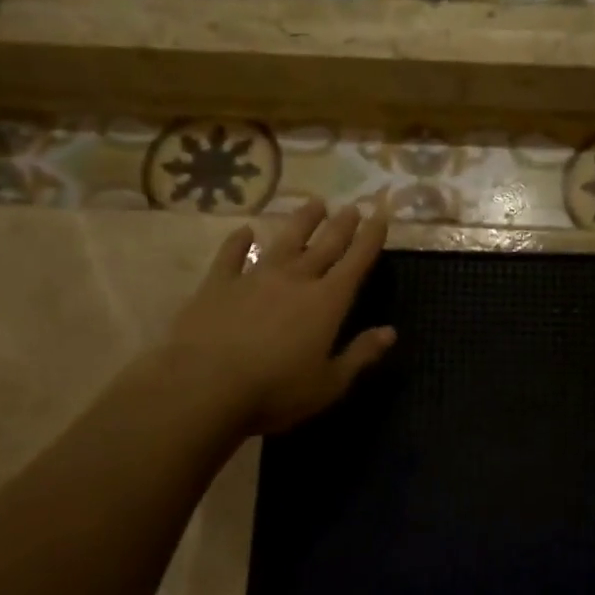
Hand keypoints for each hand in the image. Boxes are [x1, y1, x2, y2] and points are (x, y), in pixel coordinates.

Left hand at [161, 199, 394, 435]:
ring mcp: (254, 277)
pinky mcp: (218, 284)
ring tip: (315, 203)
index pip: (356, 262)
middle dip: (342, 225)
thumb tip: (390, 332)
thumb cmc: (275, 391)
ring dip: (302, 221)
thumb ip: (360, 355)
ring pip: (284, 241)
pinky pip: (231, 255)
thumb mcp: (328, 384)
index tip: (381, 215)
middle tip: (353, 206)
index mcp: (327, 302)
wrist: (204, 386)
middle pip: (325, 245)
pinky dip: (238, 241)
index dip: (371, 238)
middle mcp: (295, 280)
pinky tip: (244, 231)